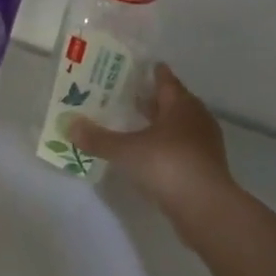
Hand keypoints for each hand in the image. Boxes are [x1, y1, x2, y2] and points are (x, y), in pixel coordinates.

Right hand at [69, 64, 235, 236]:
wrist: (206, 208)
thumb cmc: (167, 165)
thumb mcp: (126, 151)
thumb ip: (98, 138)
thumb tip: (69, 125)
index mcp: (181, 105)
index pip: (166, 80)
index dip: (153, 73)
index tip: (140, 67)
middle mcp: (196, 119)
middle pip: (174, 102)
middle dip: (153, 99)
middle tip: (129, 96)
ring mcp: (204, 144)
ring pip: (179, 126)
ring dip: (160, 124)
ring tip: (136, 125)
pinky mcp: (206, 168)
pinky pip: (182, 148)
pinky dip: (167, 146)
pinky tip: (150, 154)